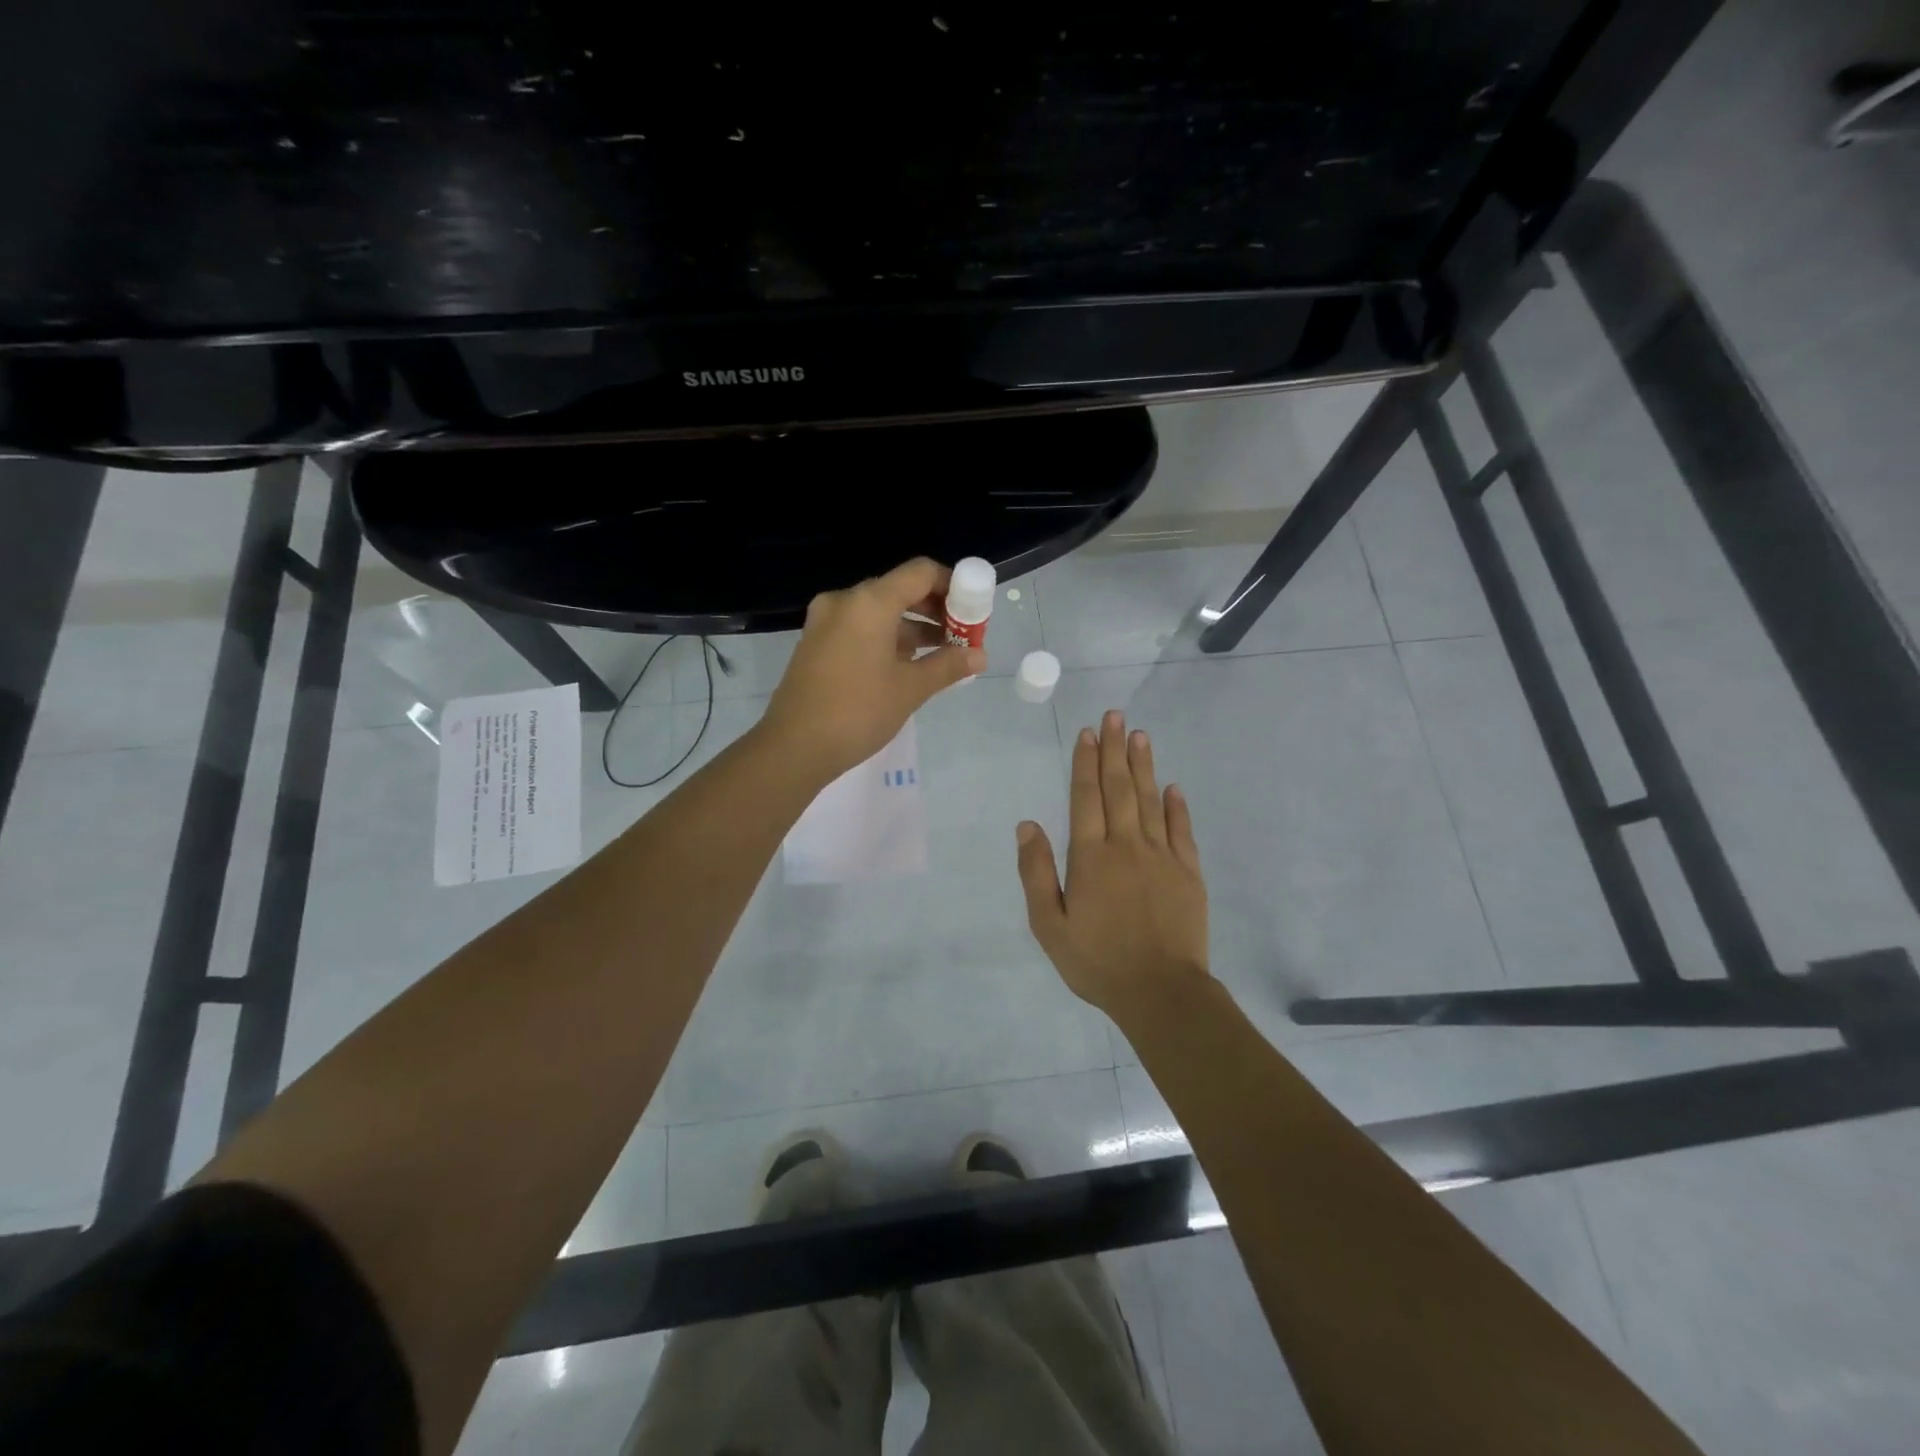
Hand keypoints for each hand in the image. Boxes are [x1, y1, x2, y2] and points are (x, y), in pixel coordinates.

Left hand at [762, 558, 985, 779]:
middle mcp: (845, 601)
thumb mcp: (910, 689)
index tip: (973, 611)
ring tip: (942, 655)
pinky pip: (860, 628)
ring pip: (879, 611)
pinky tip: (908, 665)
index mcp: (870, 602)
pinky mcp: (816, 643)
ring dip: (913, 627)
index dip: (952, 585)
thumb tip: (980, 656)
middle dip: (935, 610)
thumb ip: (948, 666)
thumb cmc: (858, 712)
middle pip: (900, 590)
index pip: (921, 572)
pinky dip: (887, 638)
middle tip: (962, 636)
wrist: (794, 747)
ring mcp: (826, 621)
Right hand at [1016, 709, 1209, 1021]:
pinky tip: (1173, 787)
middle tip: (1114, 716)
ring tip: (1139, 735)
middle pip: (1118, 788)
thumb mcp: (1049, 925)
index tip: (1087, 733)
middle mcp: (1126, 846)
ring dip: (1143, 766)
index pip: (1086, 798)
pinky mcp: (1188, 873)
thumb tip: (1027, 825)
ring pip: (1149, 801)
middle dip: (1114, 750)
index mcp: (1090, 857)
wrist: (1161, 992)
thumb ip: (1037, 873)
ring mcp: (1162, 857)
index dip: (1085, 763)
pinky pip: (1181, 830)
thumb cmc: (1097, 961)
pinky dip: (1176, 806)